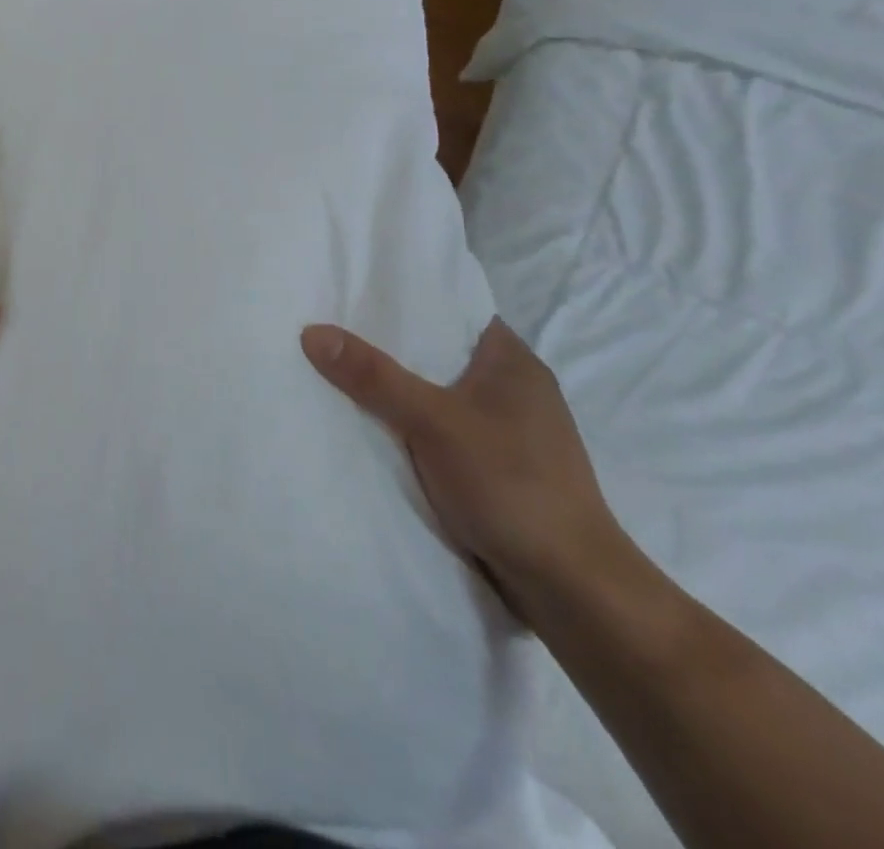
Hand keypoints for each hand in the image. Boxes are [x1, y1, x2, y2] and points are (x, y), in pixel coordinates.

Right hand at [300, 318, 628, 617]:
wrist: (572, 590)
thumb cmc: (511, 485)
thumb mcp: (432, 421)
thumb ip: (373, 376)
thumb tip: (311, 330)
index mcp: (513, 361)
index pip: (451, 308)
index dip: (403, 299)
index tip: (352, 293)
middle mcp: (515, 388)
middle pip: (438, 352)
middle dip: (389, 347)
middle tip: (331, 331)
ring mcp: (509, 431)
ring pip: (438, 395)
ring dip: (398, 392)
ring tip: (339, 374)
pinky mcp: (500, 468)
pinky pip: (442, 431)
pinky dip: (411, 427)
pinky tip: (374, 429)